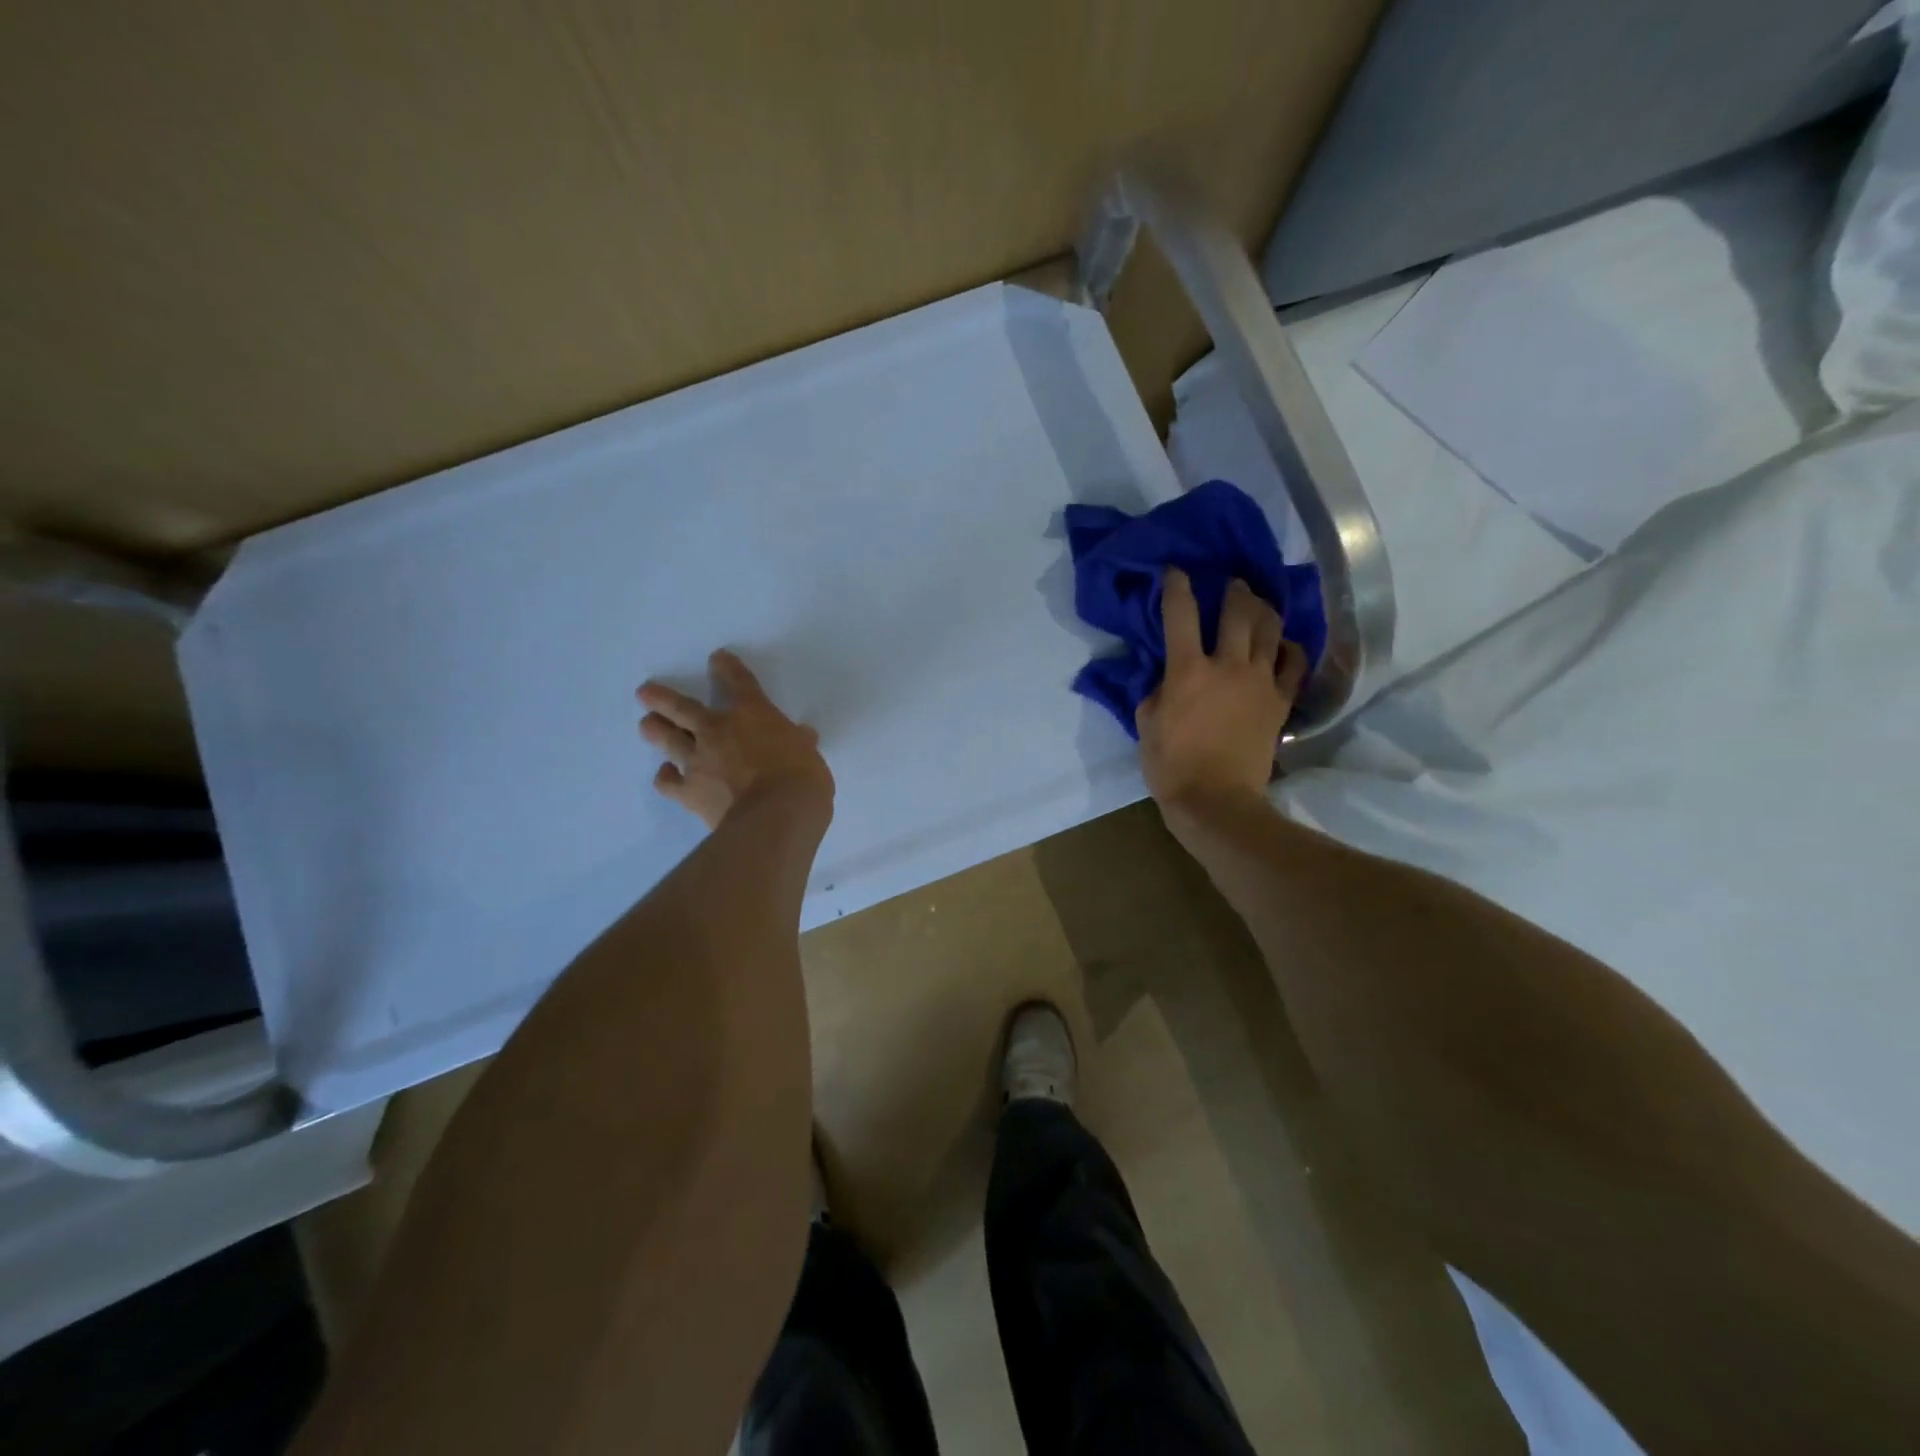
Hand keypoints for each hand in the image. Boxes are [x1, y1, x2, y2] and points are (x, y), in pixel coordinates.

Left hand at [637, 651, 833, 830]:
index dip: (727, 668)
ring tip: (647, 724)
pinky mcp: (689, 791)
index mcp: (752, 714)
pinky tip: (665, 774)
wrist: (775, 816)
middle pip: (682, 707)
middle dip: (663, 698)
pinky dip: (665, 776)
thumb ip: (800, 743)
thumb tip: (804, 736)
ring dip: (655, 729)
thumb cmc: (801, 779)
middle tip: (645, 692)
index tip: (718, 659)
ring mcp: (698, 760)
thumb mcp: (809, 755)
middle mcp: (717, 730)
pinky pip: (668, 781)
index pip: (738, 682)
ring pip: (668, 738)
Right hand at [1137, 569, 1307, 813]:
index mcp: (1188, 670)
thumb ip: (1155, 690)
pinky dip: (1290, 647)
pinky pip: (1294, 663)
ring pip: (1270, 630)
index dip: (1177, 586)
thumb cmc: (1171, 766)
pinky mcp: (1280, 702)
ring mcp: (1260, 682)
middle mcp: (1228, 666)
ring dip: (1263, 610)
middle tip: (1231, 583)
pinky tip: (1284, 644)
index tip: (1176, 571)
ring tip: (1258, 603)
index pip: (1180, 614)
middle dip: (1233, 591)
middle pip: (1237, 612)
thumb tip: (1166, 675)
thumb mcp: (1145, 724)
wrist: (1217, 802)